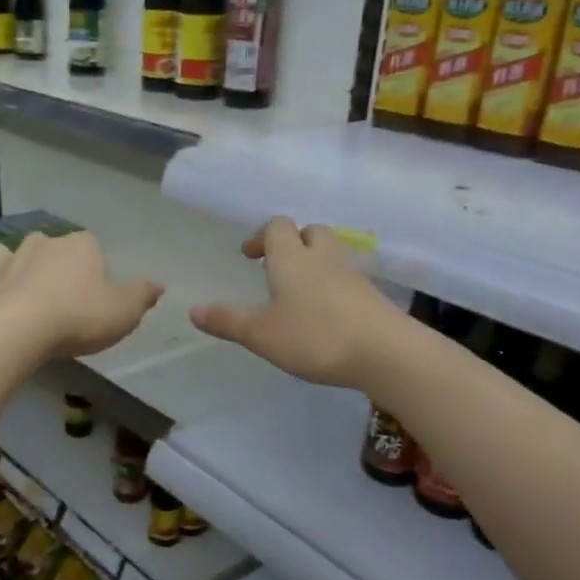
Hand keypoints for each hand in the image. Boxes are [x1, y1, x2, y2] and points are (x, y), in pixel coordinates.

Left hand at [0, 231, 163, 360]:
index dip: (95, 267)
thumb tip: (159, 284)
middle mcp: (42, 245)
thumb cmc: (78, 317)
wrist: (19, 331)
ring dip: (10, 265)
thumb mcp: (124, 311)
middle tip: (60, 293)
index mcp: (79, 245)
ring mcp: (8, 263)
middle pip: (49, 246)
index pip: (92, 246)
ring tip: (16, 285)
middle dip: (52, 262)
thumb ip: (142, 295)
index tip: (97, 292)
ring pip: (6, 255)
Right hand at [190, 217, 400, 387]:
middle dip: (293, 242)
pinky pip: (347, 279)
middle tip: (276, 268)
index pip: (277, 226)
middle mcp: (322, 258)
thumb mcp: (261, 334)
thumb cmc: (315, 337)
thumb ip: (228, 321)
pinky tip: (325, 315)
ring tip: (298, 294)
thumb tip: (193, 310)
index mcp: (291, 258)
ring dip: (314, 263)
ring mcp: (352, 275)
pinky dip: (333, 287)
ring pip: (331, 254)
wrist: (385, 353)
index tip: (249, 256)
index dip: (261, 236)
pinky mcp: (372, 296)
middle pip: (311, 231)